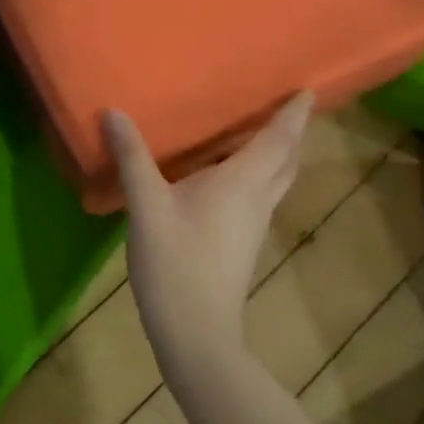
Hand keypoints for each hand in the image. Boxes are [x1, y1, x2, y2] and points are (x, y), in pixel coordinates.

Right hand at [103, 94, 312, 359]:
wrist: (197, 332)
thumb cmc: (176, 262)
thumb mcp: (146, 205)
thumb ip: (132, 157)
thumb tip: (114, 112)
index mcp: (242, 182)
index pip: (279, 139)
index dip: (294, 114)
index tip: (309, 90)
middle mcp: (257, 199)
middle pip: (287, 160)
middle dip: (292, 133)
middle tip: (289, 107)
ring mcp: (253, 225)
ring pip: (276, 180)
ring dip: (278, 155)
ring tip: (261, 132)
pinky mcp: (242, 243)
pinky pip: (260, 196)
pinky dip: (258, 175)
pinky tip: (230, 177)